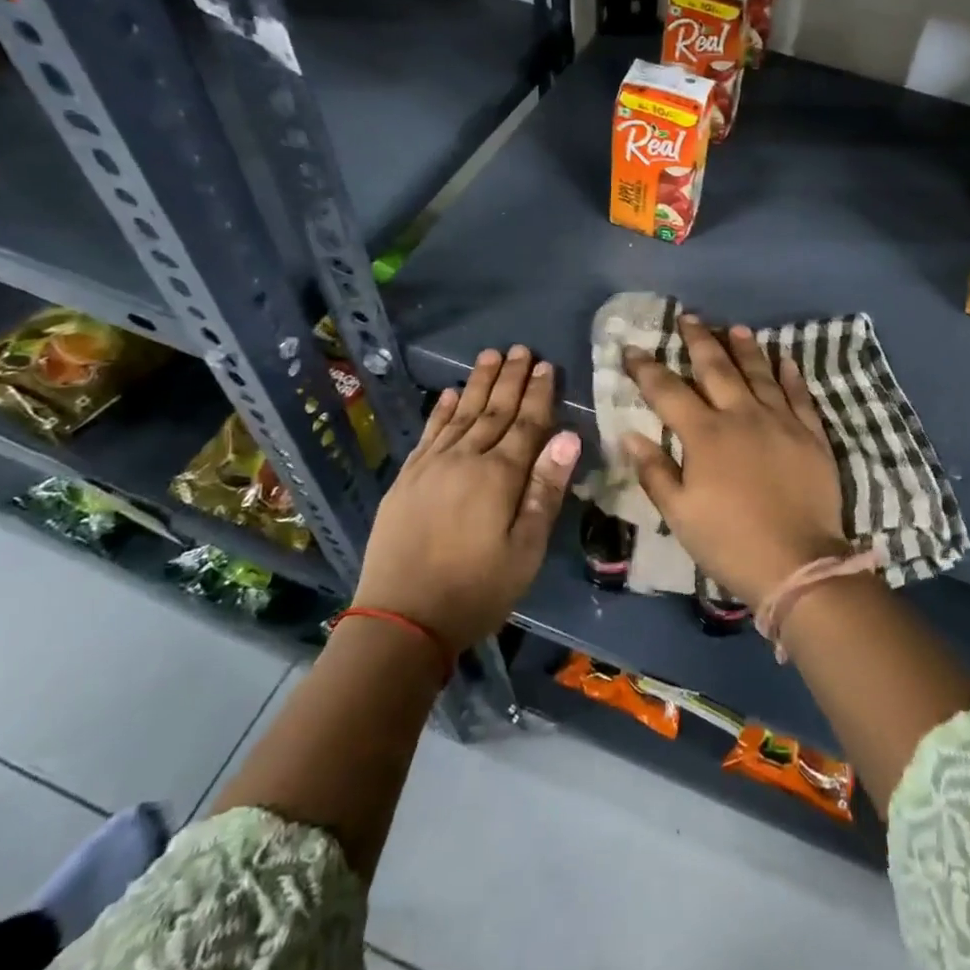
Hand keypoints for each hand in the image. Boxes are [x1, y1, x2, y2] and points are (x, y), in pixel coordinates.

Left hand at [356, 345, 579, 651]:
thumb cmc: (476, 590)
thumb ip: (546, 490)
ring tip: (490, 355)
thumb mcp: (526, 549)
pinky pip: (429, 433)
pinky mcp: (407, 479)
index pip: (526, 424)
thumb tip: (569, 437)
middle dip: (510, 378)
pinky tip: (449, 394)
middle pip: (493, 410)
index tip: (547, 365)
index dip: (539, 394)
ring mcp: (431, 467)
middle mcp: (464, 459)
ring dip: (478, 383)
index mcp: (499, 476)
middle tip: (522, 348)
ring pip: (460, 414)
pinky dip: (441, 410)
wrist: (401, 620)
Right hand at [622, 316, 845, 610]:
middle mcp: (742, 416)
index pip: (668, 391)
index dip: (647, 368)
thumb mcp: (679, 514)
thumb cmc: (730, 542)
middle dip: (698, 340)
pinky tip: (785, 359)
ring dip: (744, 348)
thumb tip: (630, 435)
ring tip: (734, 328)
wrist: (799, 563)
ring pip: (760, 373)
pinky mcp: (811, 434)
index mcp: (705, 435)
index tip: (632, 349)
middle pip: (716, 368)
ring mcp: (781, 421)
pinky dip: (791, 374)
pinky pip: (800, 394)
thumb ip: (655, 471)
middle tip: (688, 318)